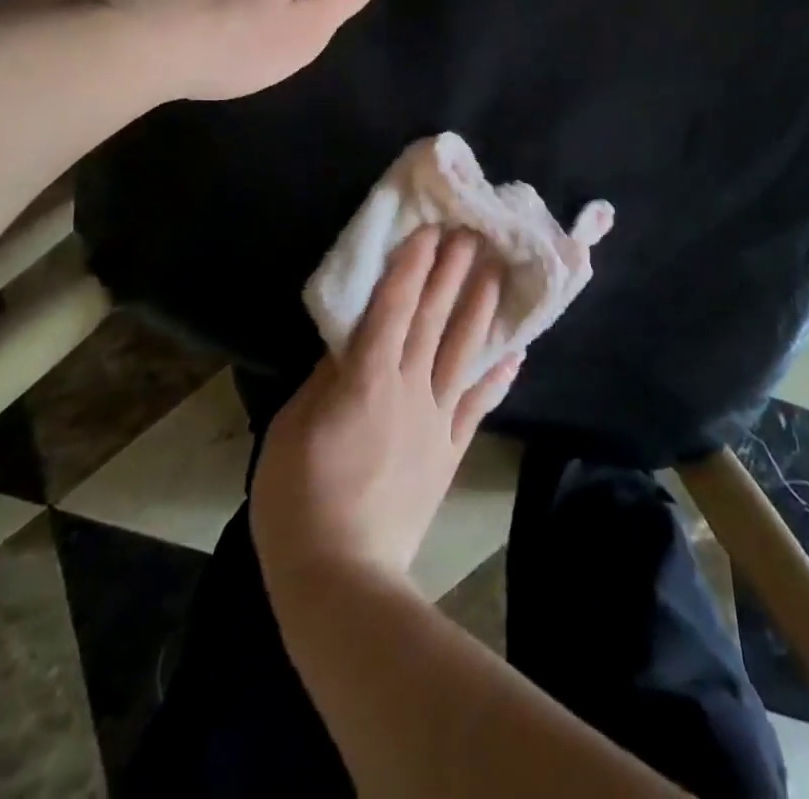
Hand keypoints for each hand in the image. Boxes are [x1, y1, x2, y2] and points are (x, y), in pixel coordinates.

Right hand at [252, 228, 522, 590]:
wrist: (343, 576)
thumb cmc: (299, 499)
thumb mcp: (292, 429)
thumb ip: (324, 380)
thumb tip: (348, 341)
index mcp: (366, 378)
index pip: (393, 308)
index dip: (412, 266)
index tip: (430, 232)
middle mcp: (409, 387)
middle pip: (434, 320)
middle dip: (452, 273)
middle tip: (473, 235)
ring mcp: (436, 419)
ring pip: (463, 352)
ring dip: (481, 310)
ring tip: (498, 274)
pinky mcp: (450, 450)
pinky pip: (479, 406)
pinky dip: (498, 379)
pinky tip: (516, 355)